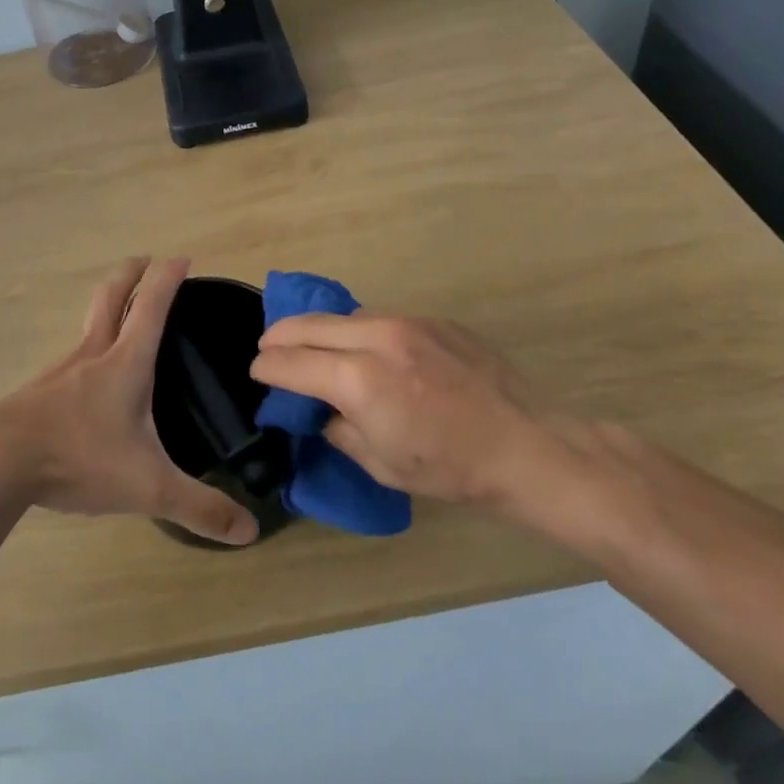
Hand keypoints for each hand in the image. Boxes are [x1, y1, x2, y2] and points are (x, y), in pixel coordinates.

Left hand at [0, 257, 257, 546]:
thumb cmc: (78, 458)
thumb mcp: (148, 487)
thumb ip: (199, 507)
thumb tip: (249, 531)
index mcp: (125, 363)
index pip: (152, 306)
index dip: (168, 278)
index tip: (182, 258)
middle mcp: (92, 355)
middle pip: (111, 297)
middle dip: (131, 273)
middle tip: (147, 262)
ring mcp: (60, 370)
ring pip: (88, 324)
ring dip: (107, 308)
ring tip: (124, 318)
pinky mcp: (39, 392)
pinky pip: (71, 357)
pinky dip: (88, 347)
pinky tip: (89, 377)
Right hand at [249, 311, 625, 530]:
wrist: (525, 445)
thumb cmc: (449, 468)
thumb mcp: (380, 464)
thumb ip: (339, 429)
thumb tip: (323, 410)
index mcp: (359, 379)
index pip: (291, 362)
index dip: (266, 367)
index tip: (257, 372)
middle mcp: (378, 338)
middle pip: (309, 325)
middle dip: (280, 336)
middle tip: (268, 349)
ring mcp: (409, 322)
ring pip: (344, 316)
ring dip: (320, 330)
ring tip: (313, 347)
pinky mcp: (434, 320)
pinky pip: (380, 319)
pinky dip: (359, 332)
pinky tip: (366, 351)